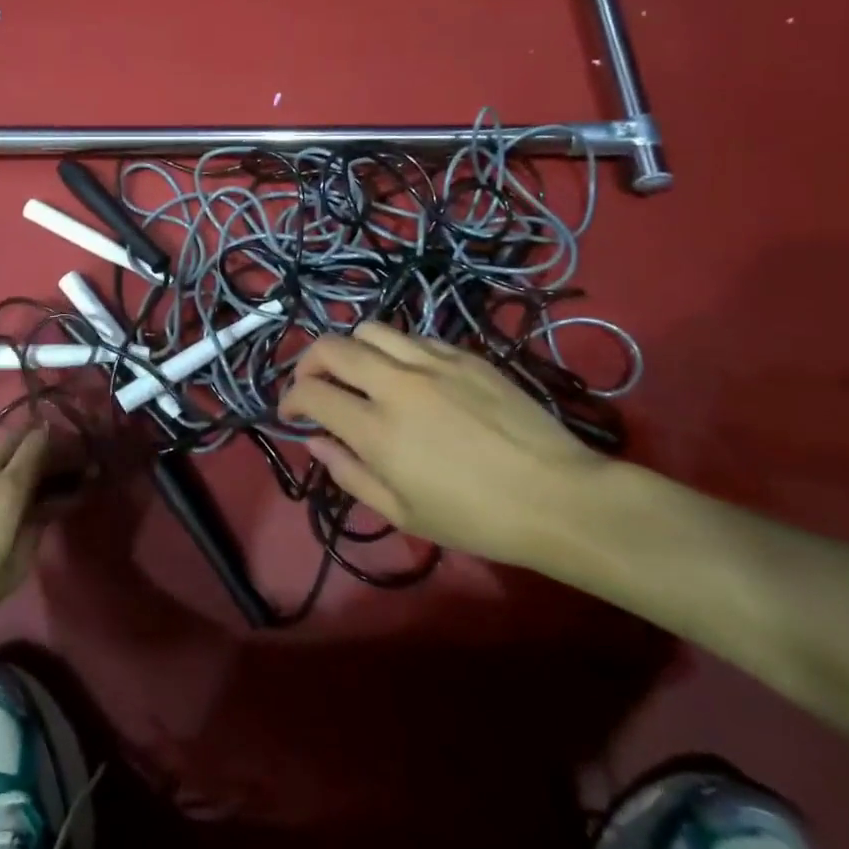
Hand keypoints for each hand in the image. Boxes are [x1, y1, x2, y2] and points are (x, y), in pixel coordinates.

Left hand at [0, 425, 57, 644]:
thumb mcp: (14, 569)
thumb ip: (37, 528)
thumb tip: (51, 504)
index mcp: (6, 488)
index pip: (37, 444)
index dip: (55, 445)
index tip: (67, 457)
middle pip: (12, 436)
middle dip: (31, 444)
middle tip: (40, 464)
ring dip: (3, 450)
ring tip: (7, 471)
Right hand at [279, 322, 609, 568]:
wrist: (559, 497)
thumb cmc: (477, 519)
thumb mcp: (403, 513)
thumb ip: (350, 473)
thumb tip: (315, 441)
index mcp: (376, 429)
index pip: (311, 392)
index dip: (289, 399)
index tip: (290, 412)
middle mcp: (396, 384)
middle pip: (331, 347)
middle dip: (308, 362)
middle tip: (312, 383)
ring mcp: (432, 362)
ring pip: (370, 329)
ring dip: (351, 349)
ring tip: (359, 372)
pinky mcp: (464, 355)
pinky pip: (413, 337)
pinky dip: (394, 350)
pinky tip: (407, 375)